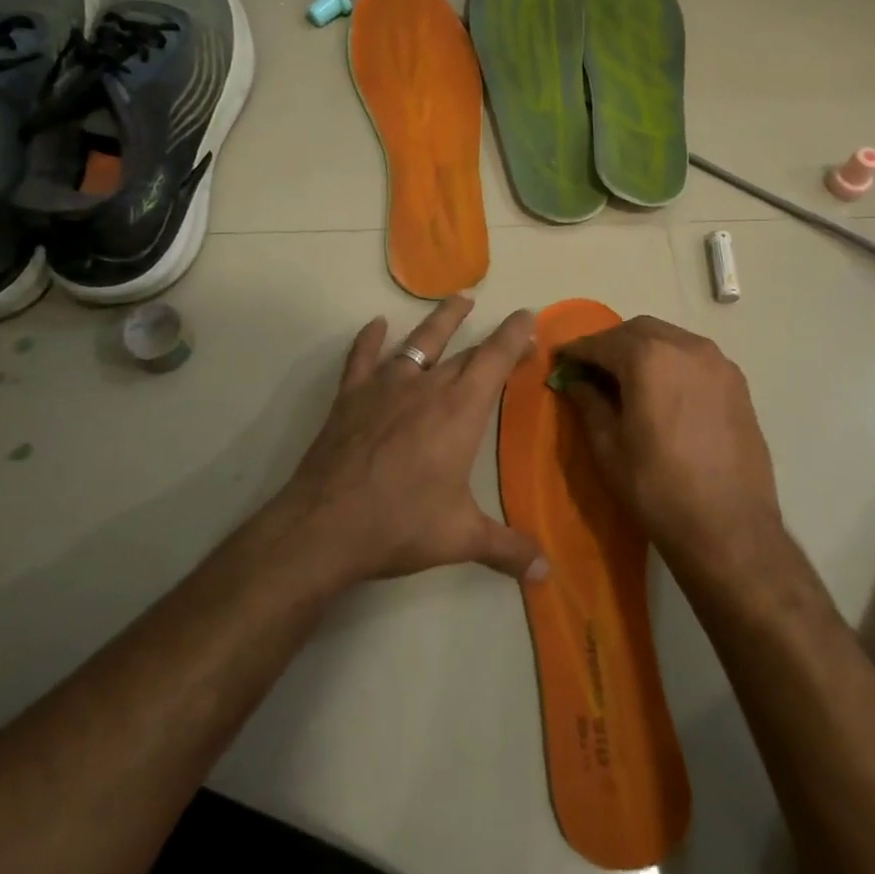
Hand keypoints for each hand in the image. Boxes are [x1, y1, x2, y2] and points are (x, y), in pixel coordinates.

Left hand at [278, 296, 548, 587]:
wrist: (327, 525)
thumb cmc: (401, 525)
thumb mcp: (462, 538)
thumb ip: (507, 549)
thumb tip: (547, 573)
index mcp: (460, 411)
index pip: (495, 359)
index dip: (514, 335)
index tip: (528, 316)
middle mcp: (426, 387)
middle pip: (464, 352)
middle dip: (490, 338)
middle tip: (507, 329)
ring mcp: (384, 387)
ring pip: (419, 343)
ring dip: (441, 320)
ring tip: (458, 300)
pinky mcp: (351, 397)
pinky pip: (362, 358)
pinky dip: (369, 339)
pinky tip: (375, 325)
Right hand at [557, 316, 780, 570]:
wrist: (730, 528)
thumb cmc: (657, 487)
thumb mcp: (608, 446)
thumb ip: (589, 402)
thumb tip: (575, 382)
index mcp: (649, 358)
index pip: (602, 342)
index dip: (577, 350)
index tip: (560, 360)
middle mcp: (686, 347)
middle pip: (638, 331)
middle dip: (610, 344)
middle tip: (591, 369)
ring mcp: (718, 363)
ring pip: (669, 339)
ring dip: (643, 350)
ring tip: (626, 379)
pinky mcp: (737, 383)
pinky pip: (694, 358)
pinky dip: (670, 362)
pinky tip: (662, 391)